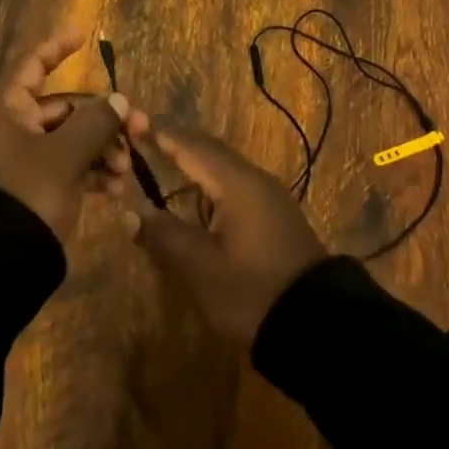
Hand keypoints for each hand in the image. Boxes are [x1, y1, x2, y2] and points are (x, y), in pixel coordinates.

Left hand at [0, 29, 130, 241]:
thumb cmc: (26, 193)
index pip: (32, 66)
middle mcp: (11, 129)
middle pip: (64, 108)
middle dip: (103, 119)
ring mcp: (22, 160)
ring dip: (101, 149)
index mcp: (6, 110)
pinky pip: (66, 167)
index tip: (82, 34)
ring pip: (70, 140)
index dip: (56, 48)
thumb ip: (95, 123)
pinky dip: (90, 172)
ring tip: (125, 169)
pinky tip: (114, 188)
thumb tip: (118, 101)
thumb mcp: (65, 156)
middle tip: (139, 128)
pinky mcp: (33, 188)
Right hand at [122, 117, 327, 344]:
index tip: (131, 120)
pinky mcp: (275, 219)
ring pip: (224, 169)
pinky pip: (235, 187)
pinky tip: (196, 195)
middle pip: (210, 151)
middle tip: (143, 135)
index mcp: (238, 184)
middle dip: (177, 141)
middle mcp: (256, 182)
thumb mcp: (200, 267)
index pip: (192, 146)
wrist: (317, 327)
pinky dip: (209, 182)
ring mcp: (270, 200)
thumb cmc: (252, 292)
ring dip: (194, 161)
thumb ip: (164, 235)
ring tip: (163, 157)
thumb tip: (133, 214)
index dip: (161, 133)